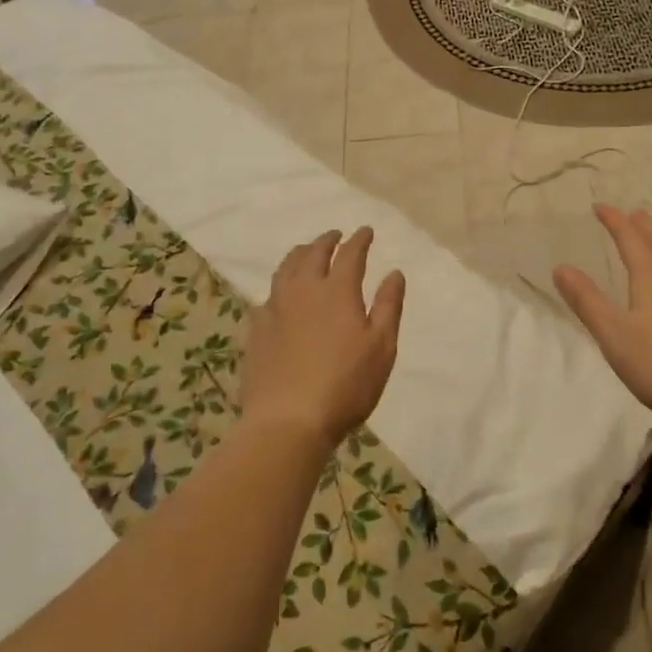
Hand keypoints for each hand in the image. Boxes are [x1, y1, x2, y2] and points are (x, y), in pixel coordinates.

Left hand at [241, 228, 405, 447]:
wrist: (288, 420)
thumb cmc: (345, 385)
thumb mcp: (381, 347)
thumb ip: (388, 306)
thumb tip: (394, 273)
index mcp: (338, 291)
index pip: (350, 254)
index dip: (360, 240)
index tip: (366, 231)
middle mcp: (304, 290)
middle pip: (313, 254)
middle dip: (327, 240)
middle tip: (335, 236)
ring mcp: (275, 308)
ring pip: (286, 268)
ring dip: (300, 254)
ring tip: (306, 251)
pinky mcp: (257, 329)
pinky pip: (269, 294)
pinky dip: (280, 284)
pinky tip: (281, 293)